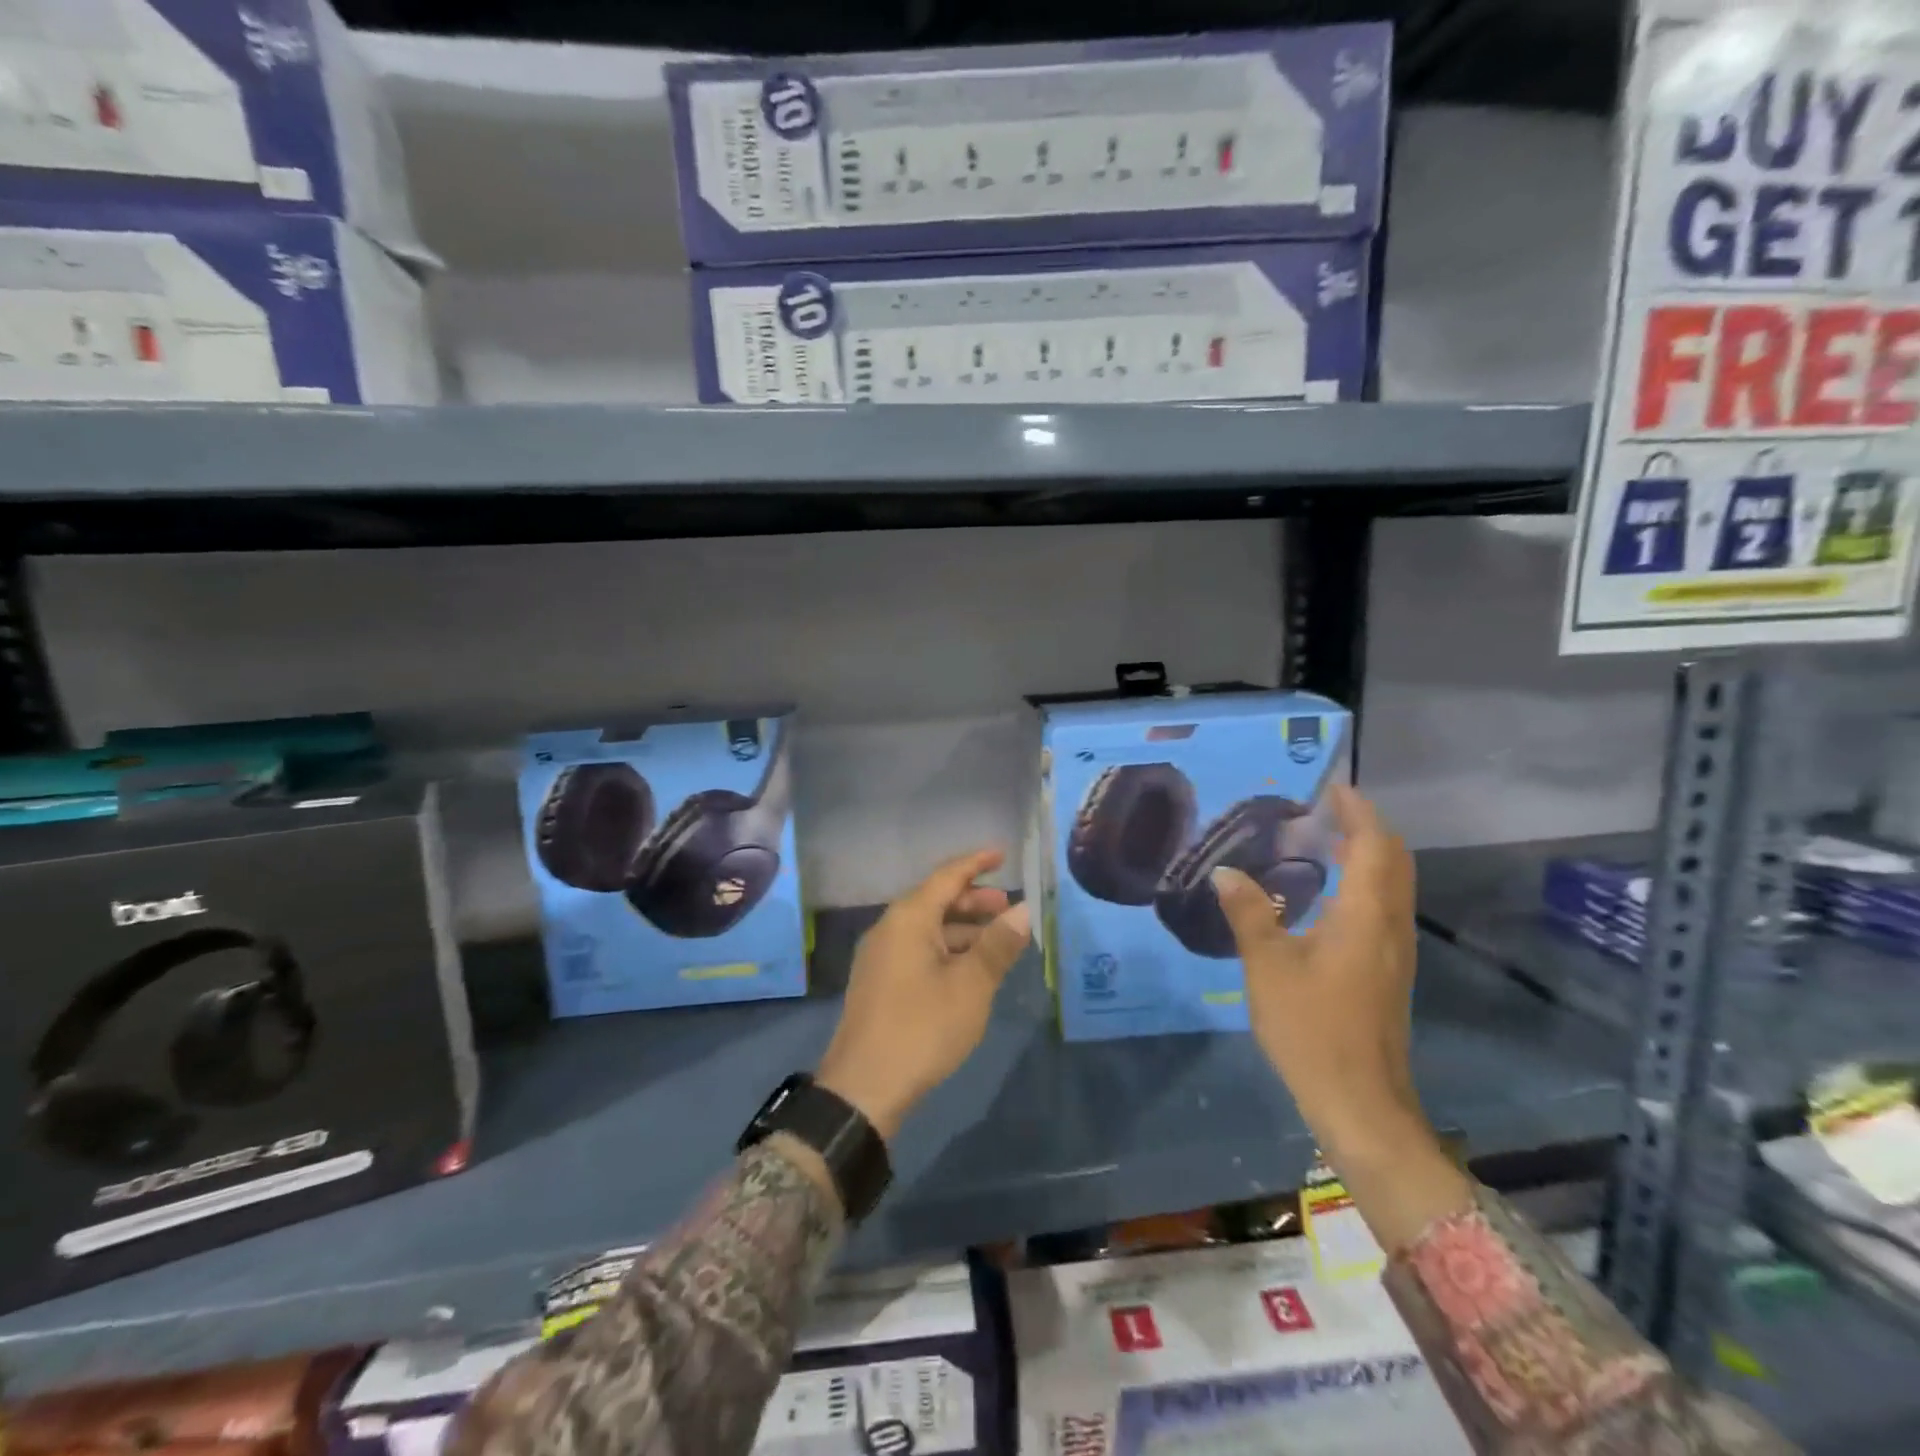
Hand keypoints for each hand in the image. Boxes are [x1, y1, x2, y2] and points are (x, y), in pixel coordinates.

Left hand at [816, 849, 1030, 1141]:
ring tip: (997, 942)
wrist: (864, 1087)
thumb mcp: (970, 985)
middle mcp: (890, 928)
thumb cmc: (922, 1027)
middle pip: (935, 900)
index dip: (976, 863)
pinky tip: (969, 969)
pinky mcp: (879, 982)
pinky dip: (947, 949)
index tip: (1002, 854)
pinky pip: (918, 949)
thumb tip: (1023, 910)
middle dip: (973, 901)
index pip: (947, 876)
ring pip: (927, 928)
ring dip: (962, 929)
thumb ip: (998, 944)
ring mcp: (881, 956)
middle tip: (1009, 908)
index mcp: (908, 918)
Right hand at [1213, 785, 1470, 1250]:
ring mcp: (1393, 952)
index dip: (1357, 812)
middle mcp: (1389, 926)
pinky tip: (1323, 895)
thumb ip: (1249, 913)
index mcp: (1365, 916)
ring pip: (1391, 885)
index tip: (1332, 787)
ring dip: (1366, 855)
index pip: (1374, 845)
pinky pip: (1381, 908)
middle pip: (1393, 861)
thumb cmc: (1312, 1028)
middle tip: (1324, 811)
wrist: (1359, 1102)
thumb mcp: (1268, 966)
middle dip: (1365, 828)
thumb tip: (1225, 872)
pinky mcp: (1386, 972)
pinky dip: (1361, 883)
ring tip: (1320, 841)